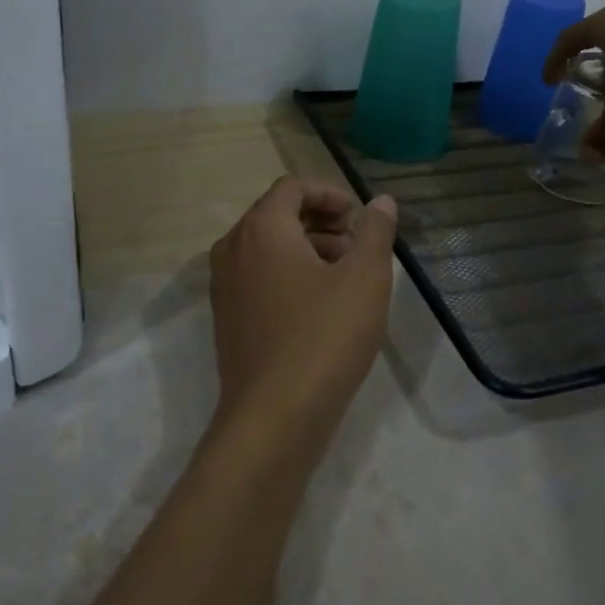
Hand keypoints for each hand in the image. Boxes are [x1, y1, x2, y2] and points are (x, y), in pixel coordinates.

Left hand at [208, 177, 399, 447]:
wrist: (273, 417)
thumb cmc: (324, 337)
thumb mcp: (365, 279)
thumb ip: (375, 232)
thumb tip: (381, 202)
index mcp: (262, 228)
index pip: (293, 187)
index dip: (330, 193)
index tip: (359, 217)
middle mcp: (234, 247)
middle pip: (277, 213)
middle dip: (320, 220)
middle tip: (357, 245)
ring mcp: (224, 284)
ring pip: (267, 246)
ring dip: (307, 247)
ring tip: (344, 276)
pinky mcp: (226, 316)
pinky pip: (257, 275)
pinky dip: (287, 273)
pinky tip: (319, 305)